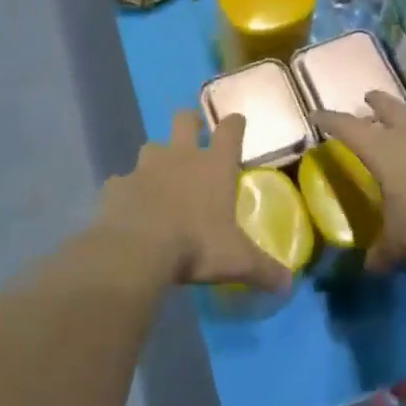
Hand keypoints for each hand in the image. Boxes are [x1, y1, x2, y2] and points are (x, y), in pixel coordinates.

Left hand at [97, 112, 292, 289]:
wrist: (138, 248)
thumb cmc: (196, 245)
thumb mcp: (237, 261)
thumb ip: (263, 269)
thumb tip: (288, 284)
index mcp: (214, 166)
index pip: (230, 131)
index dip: (235, 123)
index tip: (237, 121)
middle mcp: (180, 157)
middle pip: (184, 120)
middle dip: (190, 121)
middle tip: (194, 130)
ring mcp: (145, 168)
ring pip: (151, 147)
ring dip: (156, 158)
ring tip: (159, 177)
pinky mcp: (117, 186)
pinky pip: (122, 182)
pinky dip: (126, 191)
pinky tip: (129, 207)